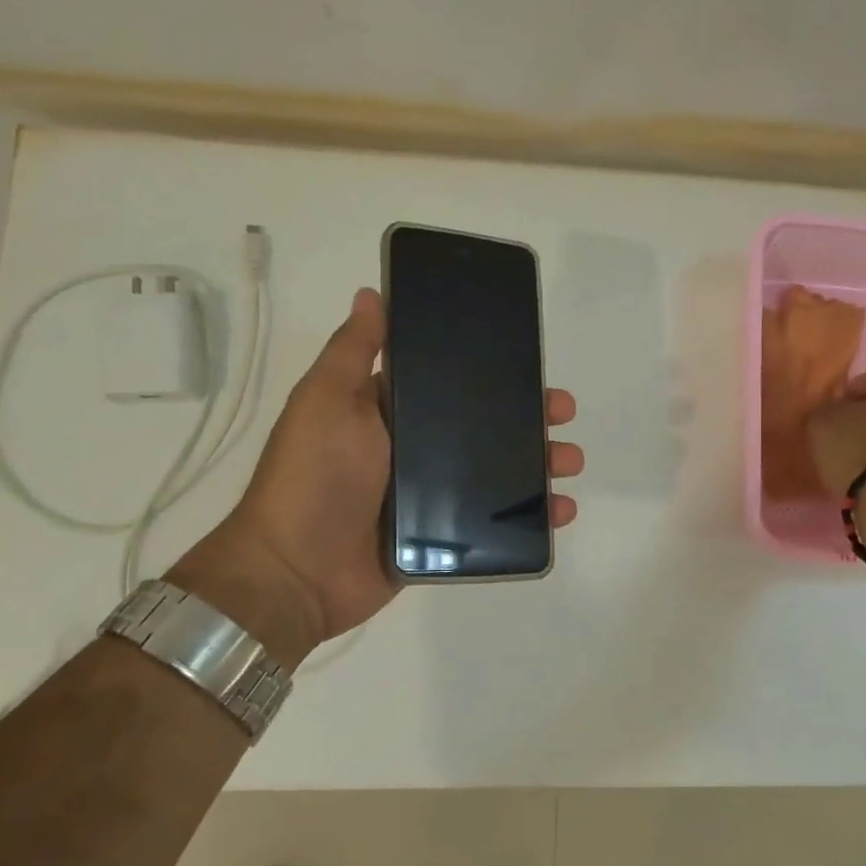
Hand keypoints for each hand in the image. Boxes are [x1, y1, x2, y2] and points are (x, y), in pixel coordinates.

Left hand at [172, 287, 583, 672]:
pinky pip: (491, 524)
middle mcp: (411, 451)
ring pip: (494, 475)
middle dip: (527, 419)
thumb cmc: (313, 476)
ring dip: (537, 466)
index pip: (451, 385)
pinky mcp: (438, 540)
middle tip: (563, 414)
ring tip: (569, 462)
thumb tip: (373, 293)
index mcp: (388, 413)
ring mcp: (427, 498)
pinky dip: (528, 519)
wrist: (296, 572)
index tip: (531, 364)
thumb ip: (353, 351)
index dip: (492, 373)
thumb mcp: (326, 401)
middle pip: (482, 429)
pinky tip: (560, 512)